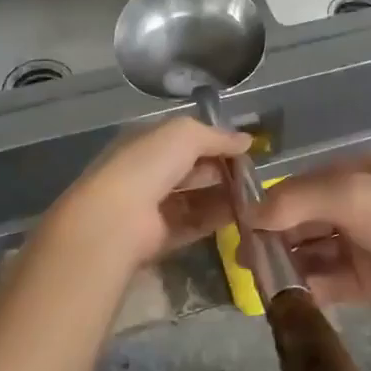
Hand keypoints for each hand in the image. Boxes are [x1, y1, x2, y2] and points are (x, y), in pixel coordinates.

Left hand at [44, 116, 250, 274]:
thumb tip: (247, 140)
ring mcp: (152, 205)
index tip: (246, 148)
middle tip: (253, 174)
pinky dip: (215, 219)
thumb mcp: (185, 134)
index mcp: (147, 142)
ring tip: (253, 196)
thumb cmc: (149, 164)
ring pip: (194, 197)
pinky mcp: (159, 236)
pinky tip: (240, 216)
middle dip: (221, 169)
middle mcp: (148, 171)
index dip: (215, 141)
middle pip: (191, 168)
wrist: (117, 218)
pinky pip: (193, 224)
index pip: (185, 138)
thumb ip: (217, 136)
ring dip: (222, 195)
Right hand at [253, 157, 370, 323]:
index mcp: (346, 176)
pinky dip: (308, 289)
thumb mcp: (353, 196)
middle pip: (299, 222)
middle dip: (272, 240)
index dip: (265, 209)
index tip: (237, 232)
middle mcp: (349, 207)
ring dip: (286, 267)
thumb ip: (298, 201)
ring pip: (310, 253)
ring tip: (260, 287)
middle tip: (244, 265)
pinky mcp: (368, 282)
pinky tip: (287, 303)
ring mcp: (359, 245)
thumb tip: (250, 214)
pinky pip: (328, 282)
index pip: (293, 190)